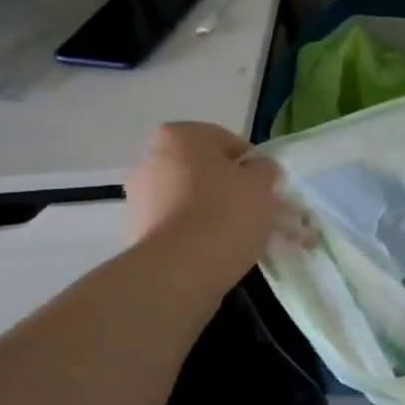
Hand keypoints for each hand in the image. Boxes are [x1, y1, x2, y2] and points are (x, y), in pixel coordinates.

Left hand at [125, 123, 282, 290]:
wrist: (180, 268)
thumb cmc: (225, 213)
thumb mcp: (261, 185)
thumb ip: (264, 169)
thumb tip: (257, 169)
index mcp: (181, 135)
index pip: (228, 142)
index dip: (253, 165)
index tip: (267, 189)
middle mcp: (152, 158)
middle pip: (204, 170)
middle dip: (229, 188)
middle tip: (256, 212)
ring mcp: (140, 195)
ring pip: (190, 197)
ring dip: (212, 211)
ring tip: (238, 236)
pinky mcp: (137, 229)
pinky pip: (177, 223)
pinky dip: (195, 232)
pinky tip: (216, 250)